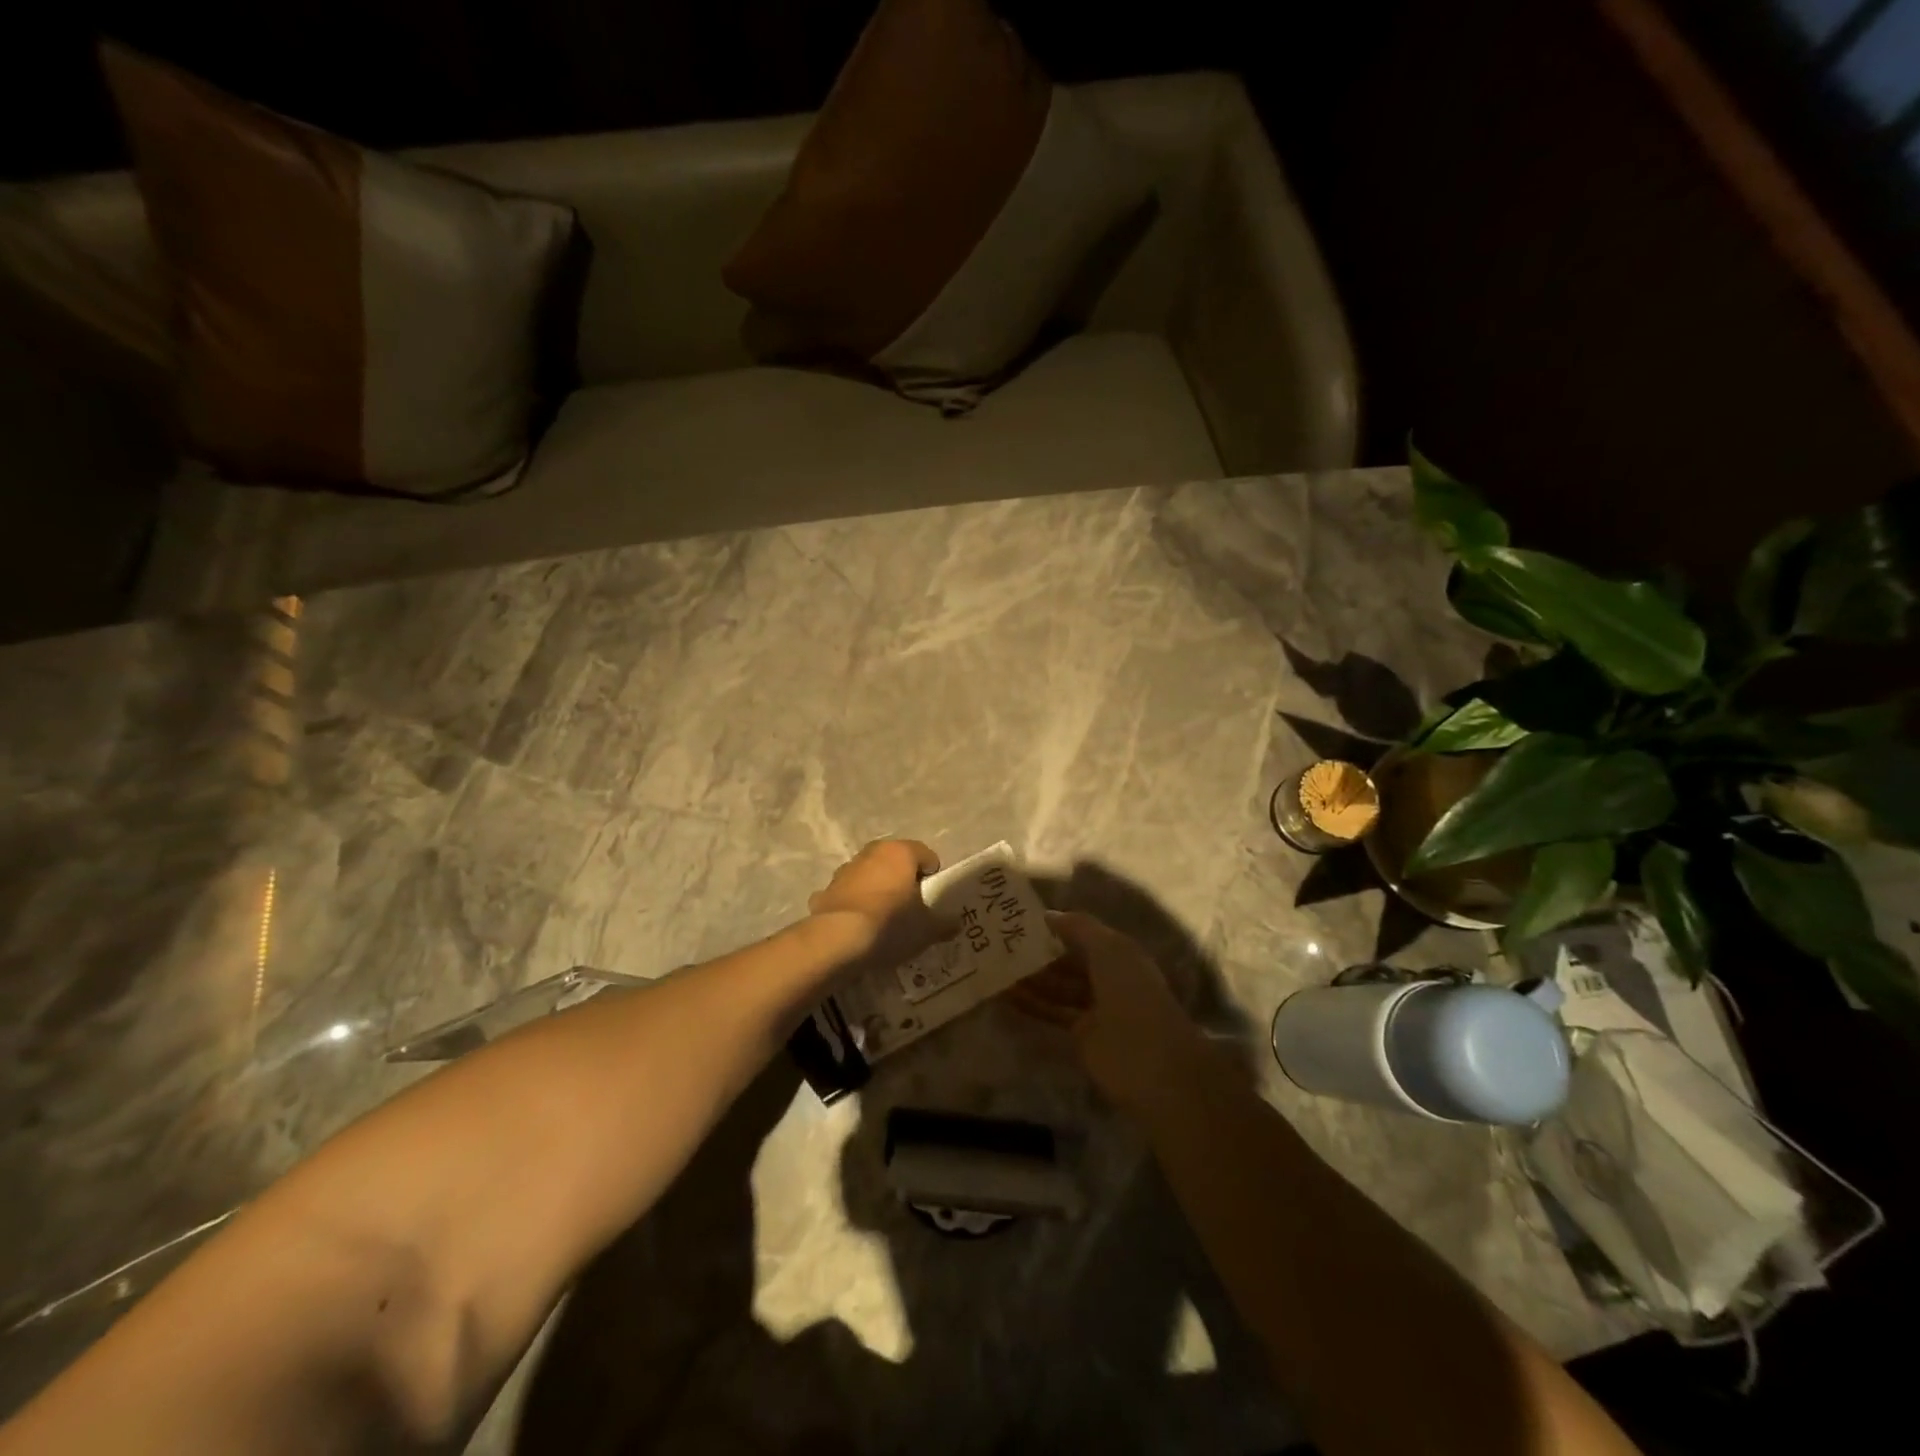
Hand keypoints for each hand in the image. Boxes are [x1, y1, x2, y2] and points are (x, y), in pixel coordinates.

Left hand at [808, 839, 942, 968]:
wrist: (838, 939)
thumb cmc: (891, 924)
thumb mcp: (926, 929)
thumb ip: (944, 923)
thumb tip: (955, 923)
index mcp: (900, 852)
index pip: (926, 854)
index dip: (933, 876)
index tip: (933, 898)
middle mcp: (872, 852)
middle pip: (895, 861)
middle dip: (904, 879)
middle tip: (911, 906)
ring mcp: (846, 870)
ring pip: (870, 875)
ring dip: (877, 889)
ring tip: (884, 918)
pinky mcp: (826, 890)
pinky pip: (848, 893)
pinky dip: (854, 904)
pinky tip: (859, 925)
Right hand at [1010, 912, 1202, 1115]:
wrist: (1150, 1060)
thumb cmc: (1131, 993)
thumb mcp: (1109, 949)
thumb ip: (1079, 928)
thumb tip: (1048, 915)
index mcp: (1119, 954)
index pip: (1082, 936)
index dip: (1056, 928)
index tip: (1021, 922)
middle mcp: (1107, 978)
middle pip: (1068, 962)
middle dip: (1040, 954)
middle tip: (1001, 945)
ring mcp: (1094, 1008)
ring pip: (1057, 988)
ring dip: (1031, 979)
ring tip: (996, 968)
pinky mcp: (1081, 1035)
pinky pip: (1052, 1013)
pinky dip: (1031, 1004)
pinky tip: (1005, 995)